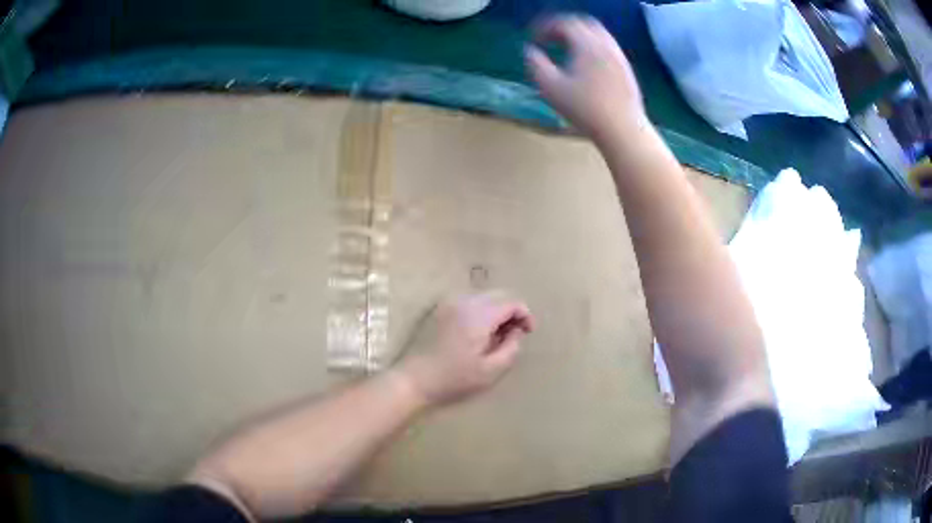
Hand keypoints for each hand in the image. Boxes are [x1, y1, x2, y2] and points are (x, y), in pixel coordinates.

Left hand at [397, 291, 534, 406]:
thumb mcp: (490, 371)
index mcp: (479, 315)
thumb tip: (517, 332)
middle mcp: (464, 301)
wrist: (414, 379)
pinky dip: (481, 312)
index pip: (511, 302)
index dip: (525, 315)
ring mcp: (450, 303)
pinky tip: (477, 334)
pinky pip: (469, 302)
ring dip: (496, 311)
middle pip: (499, 295)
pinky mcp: (440, 309)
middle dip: (511, 312)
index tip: (528, 333)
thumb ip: (511, 348)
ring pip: (484, 297)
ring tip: (495, 337)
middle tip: (513, 335)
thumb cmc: (454, 378)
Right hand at [525, 15, 645, 141]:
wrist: (623, 130)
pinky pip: (608, 48)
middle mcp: (606, 44)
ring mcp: (620, 57)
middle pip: (584, 23)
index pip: (564, 23)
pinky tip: (586, 65)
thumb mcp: (549, 87)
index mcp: (587, 44)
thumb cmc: (584, 109)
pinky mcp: (627, 70)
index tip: (534, 39)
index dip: (545, 28)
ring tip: (567, 50)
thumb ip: (535, 64)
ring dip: (580, 37)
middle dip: (564, 27)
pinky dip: (593, 48)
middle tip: (550, 38)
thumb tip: (529, 51)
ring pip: (599, 35)